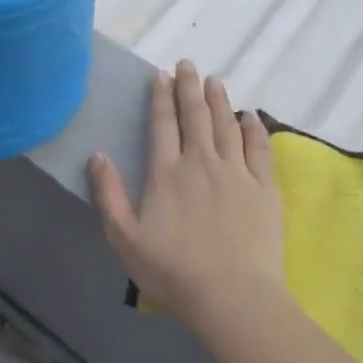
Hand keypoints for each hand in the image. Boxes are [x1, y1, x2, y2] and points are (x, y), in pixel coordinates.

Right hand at [88, 61, 285, 336]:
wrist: (233, 298)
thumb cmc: (173, 272)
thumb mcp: (125, 238)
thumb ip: (109, 194)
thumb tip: (98, 155)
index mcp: (166, 173)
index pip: (163, 124)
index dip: (161, 97)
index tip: (161, 75)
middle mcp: (201, 162)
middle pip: (195, 115)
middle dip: (189, 87)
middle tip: (187, 64)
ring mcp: (236, 173)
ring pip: (226, 125)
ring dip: (219, 100)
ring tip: (214, 80)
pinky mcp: (264, 189)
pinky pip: (259, 149)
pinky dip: (254, 128)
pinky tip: (250, 116)